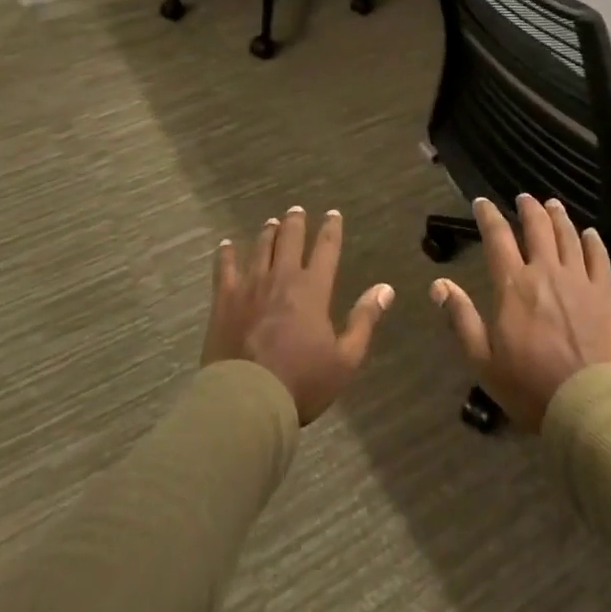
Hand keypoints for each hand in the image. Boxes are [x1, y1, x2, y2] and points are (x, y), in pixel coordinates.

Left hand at [203, 205, 393, 424]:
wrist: (247, 401)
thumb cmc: (301, 382)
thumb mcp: (345, 359)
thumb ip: (364, 320)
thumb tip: (385, 288)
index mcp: (313, 289)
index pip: (326, 249)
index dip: (331, 229)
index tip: (333, 213)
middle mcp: (282, 277)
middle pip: (290, 239)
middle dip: (296, 222)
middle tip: (297, 210)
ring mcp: (250, 286)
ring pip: (261, 248)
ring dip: (268, 232)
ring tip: (272, 222)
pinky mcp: (225, 300)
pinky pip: (225, 269)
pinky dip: (226, 254)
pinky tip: (226, 245)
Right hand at [430, 195, 610, 431]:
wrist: (588, 405)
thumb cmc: (529, 386)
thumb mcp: (483, 360)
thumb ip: (461, 318)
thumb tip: (438, 283)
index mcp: (513, 284)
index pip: (497, 237)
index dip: (488, 215)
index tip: (481, 202)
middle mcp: (545, 271)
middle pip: (537, 227)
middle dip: (528, 208)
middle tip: (523, 198)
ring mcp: (578, 280)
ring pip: (568, 235)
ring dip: (558, 216)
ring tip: (553, 205)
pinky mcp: (604, 295)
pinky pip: (600, 258)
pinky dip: (594, 241)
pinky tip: (590, 234)